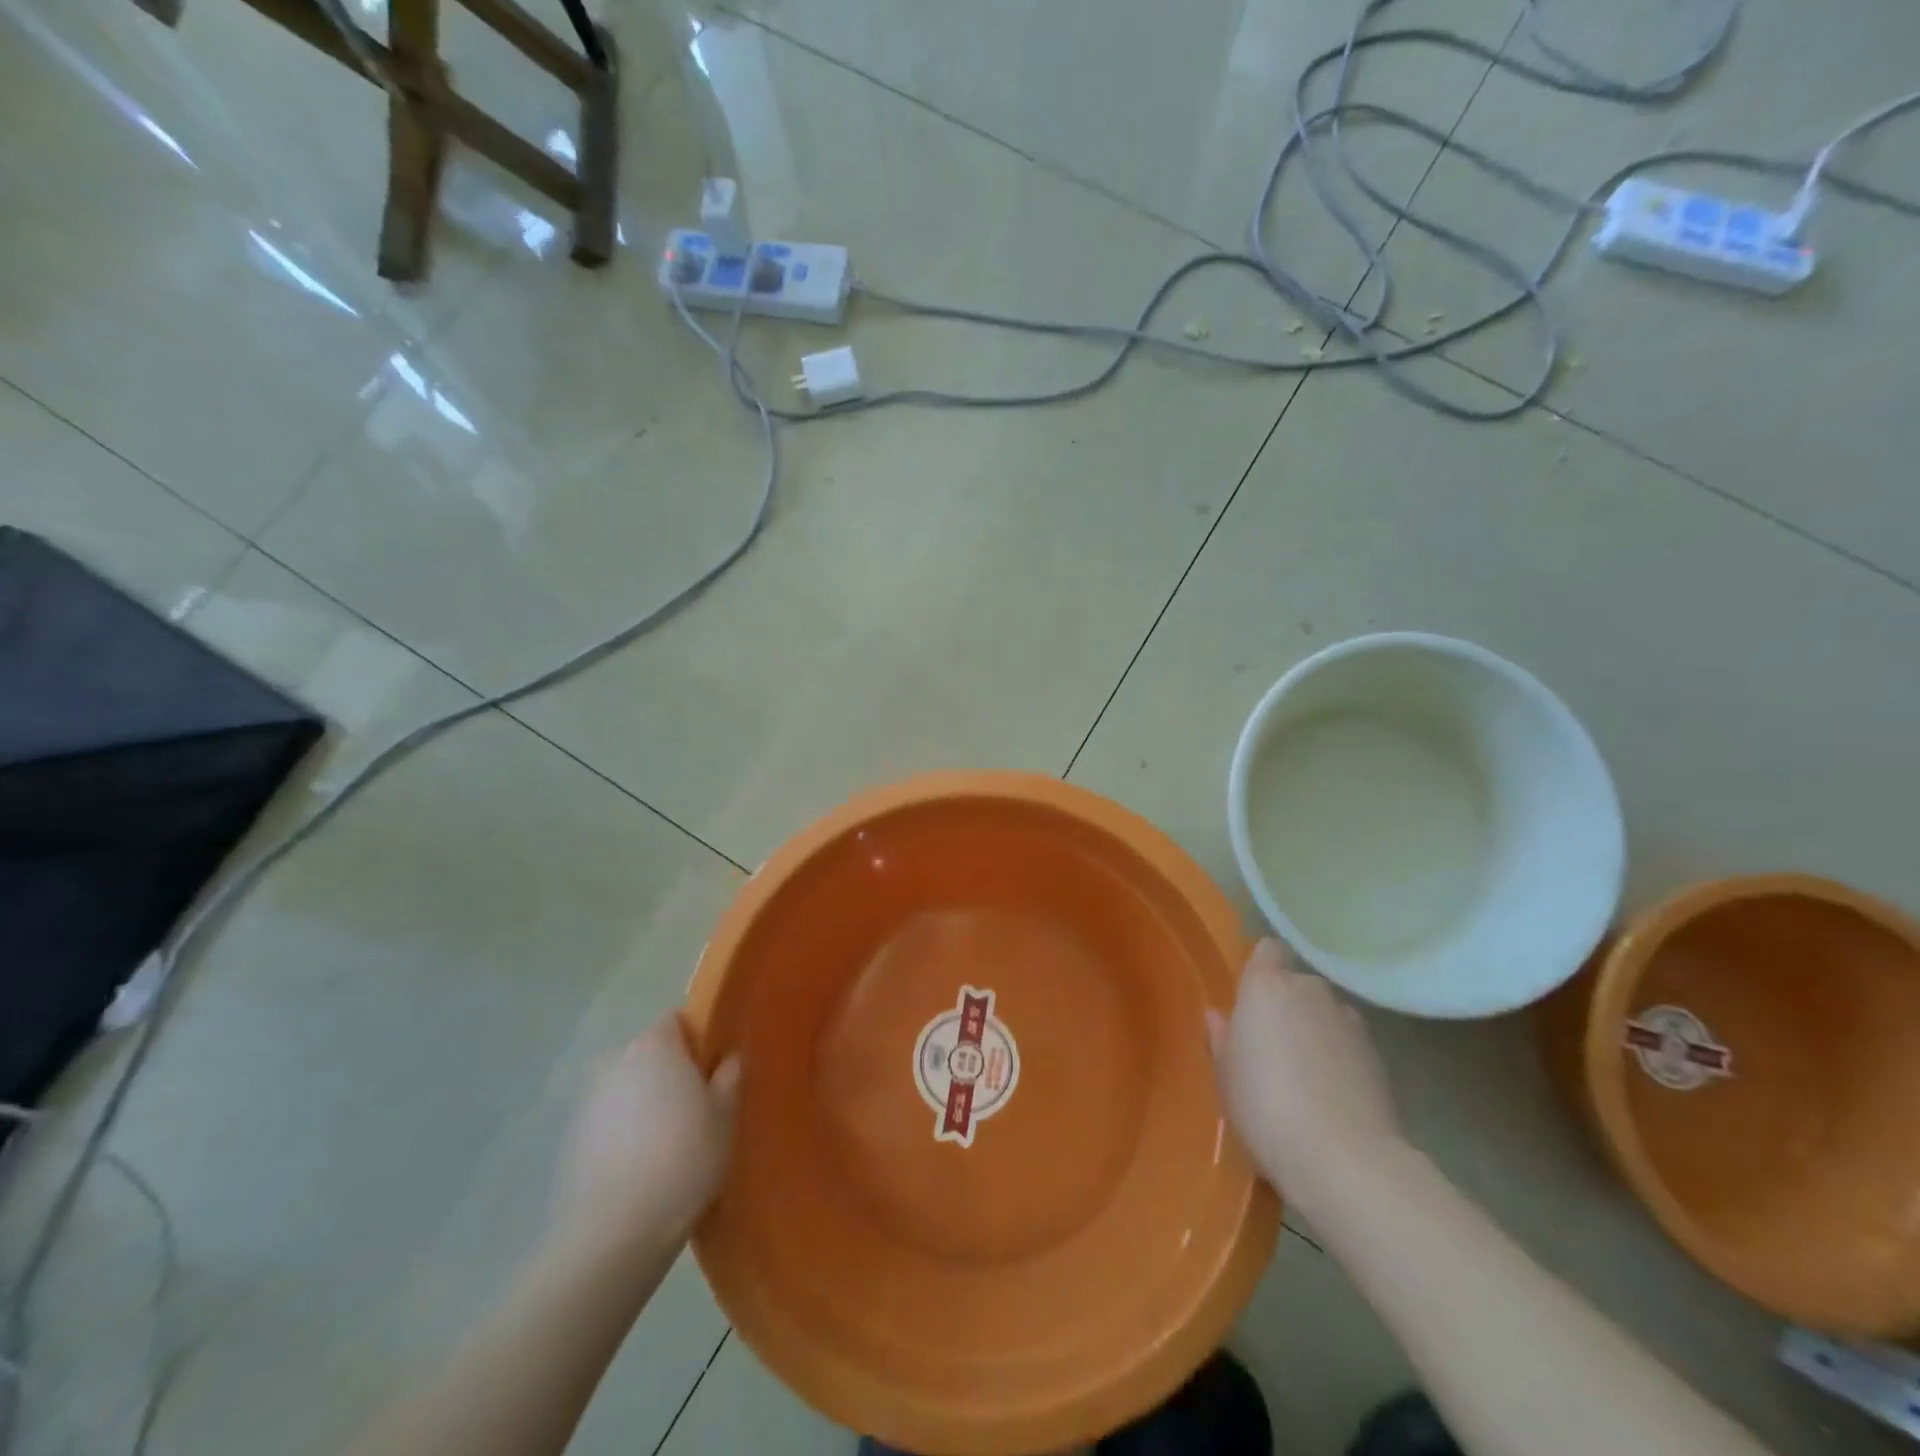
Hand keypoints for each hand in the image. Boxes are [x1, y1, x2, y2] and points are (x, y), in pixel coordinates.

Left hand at [549, 1016, 740, 1261]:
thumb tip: (729, 1058)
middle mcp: (615, 1060)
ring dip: (644, 1104)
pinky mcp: (568, 1140)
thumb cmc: (683, 1160)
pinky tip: (640, 1168)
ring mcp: (587, 1101)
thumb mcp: (725, 1118)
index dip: (697, 1041)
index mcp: (654, 1045)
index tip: (713, 1071)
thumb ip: (729, 1078)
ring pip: (626, 1089)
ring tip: (667, 1144)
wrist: (613, 1234)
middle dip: (669, 1074)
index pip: (677, 1021)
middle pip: (649, 1055)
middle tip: (696, 1109)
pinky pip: (607, 1122)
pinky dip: (622, 1134)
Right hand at [1206, 939, 1402, 1218]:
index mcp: (1266, 986)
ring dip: (1315, 1030)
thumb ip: (1222, 1038)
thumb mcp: (1225, 1075)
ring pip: (1325, 1013)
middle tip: (1271, 1045)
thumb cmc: (1264, 1106)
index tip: (1250, 997)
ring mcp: (1349, 1021)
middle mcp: (1310, 990)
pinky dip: (1340, 1057)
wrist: (1344, 1159)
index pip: (1267, 950)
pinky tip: (1331, 1093)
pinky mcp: (1378, 1055)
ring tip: (1305, 1074)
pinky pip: (1348, 1042)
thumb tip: (1218, 1016)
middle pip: (1296, 983)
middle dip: (1287, 1005)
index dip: (1260, 968)